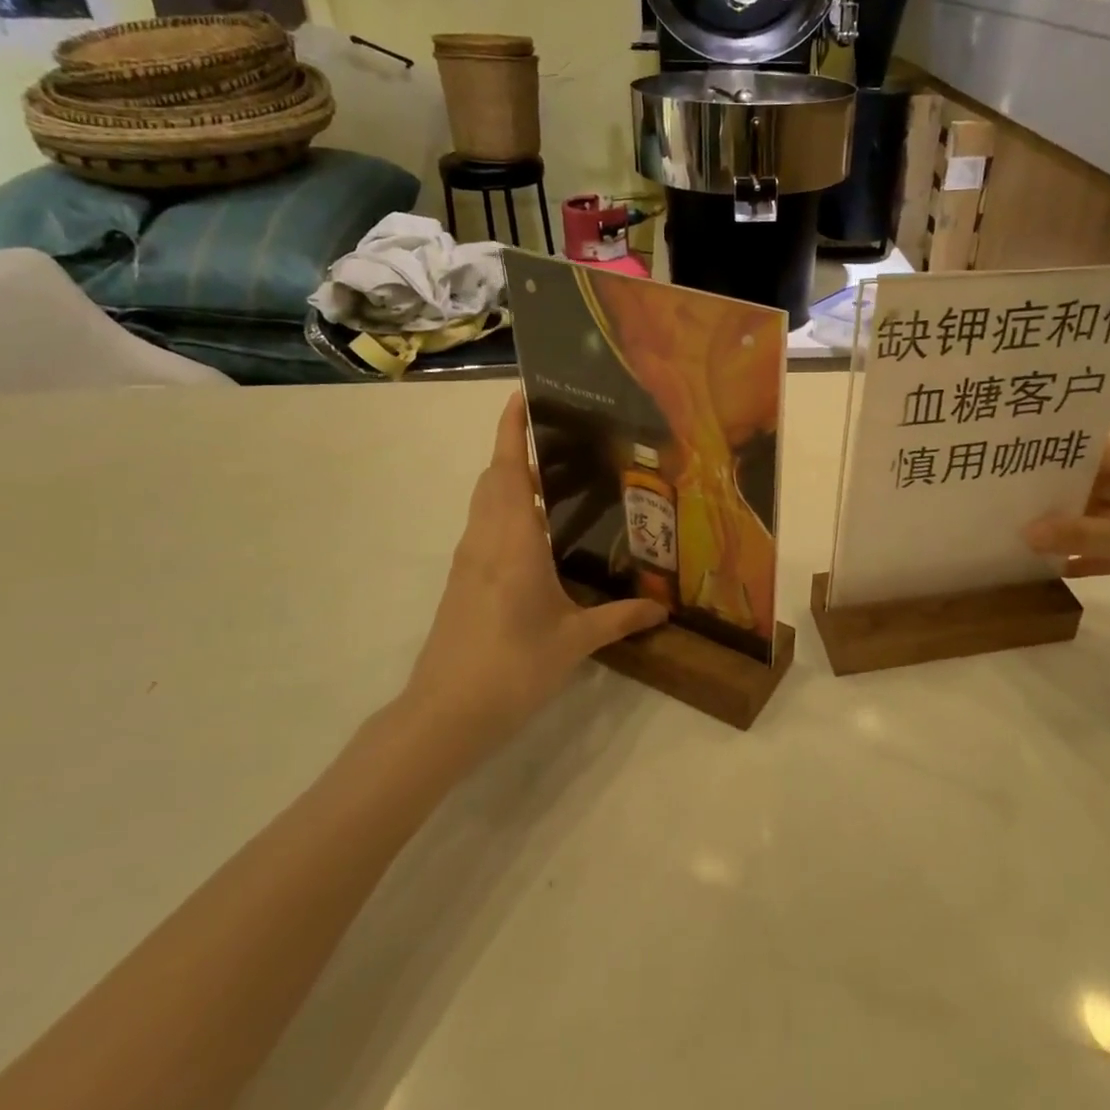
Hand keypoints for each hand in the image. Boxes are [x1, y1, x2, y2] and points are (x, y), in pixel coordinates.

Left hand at [403, 393, 665, 745]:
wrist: (445, 713)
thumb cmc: (512, 667)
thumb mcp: (575, 641)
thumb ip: (621, 619)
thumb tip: (664, 609)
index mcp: (513, 542)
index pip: (508, 469)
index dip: (511, 430)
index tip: (522, 395)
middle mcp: (485, 540)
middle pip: (494, 479)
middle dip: (518, 451)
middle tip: (561, 441)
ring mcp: (468, 561)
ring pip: (485, 503)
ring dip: (511, 482)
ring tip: (556, 481)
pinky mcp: (461, 582)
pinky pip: (484, 529)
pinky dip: (506, 513)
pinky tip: (538, 536)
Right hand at [1022, 437, 1109, 631]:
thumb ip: (1080, 534)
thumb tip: (1026, 532)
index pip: (1098, 452)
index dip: (1058, 463)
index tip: (1018, 473)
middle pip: (1102, 483)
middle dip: (1063, 500)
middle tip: (1016, 508)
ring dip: (1079, 529)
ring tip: (1031, 537)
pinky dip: (1101, 551)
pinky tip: (1065, 566)